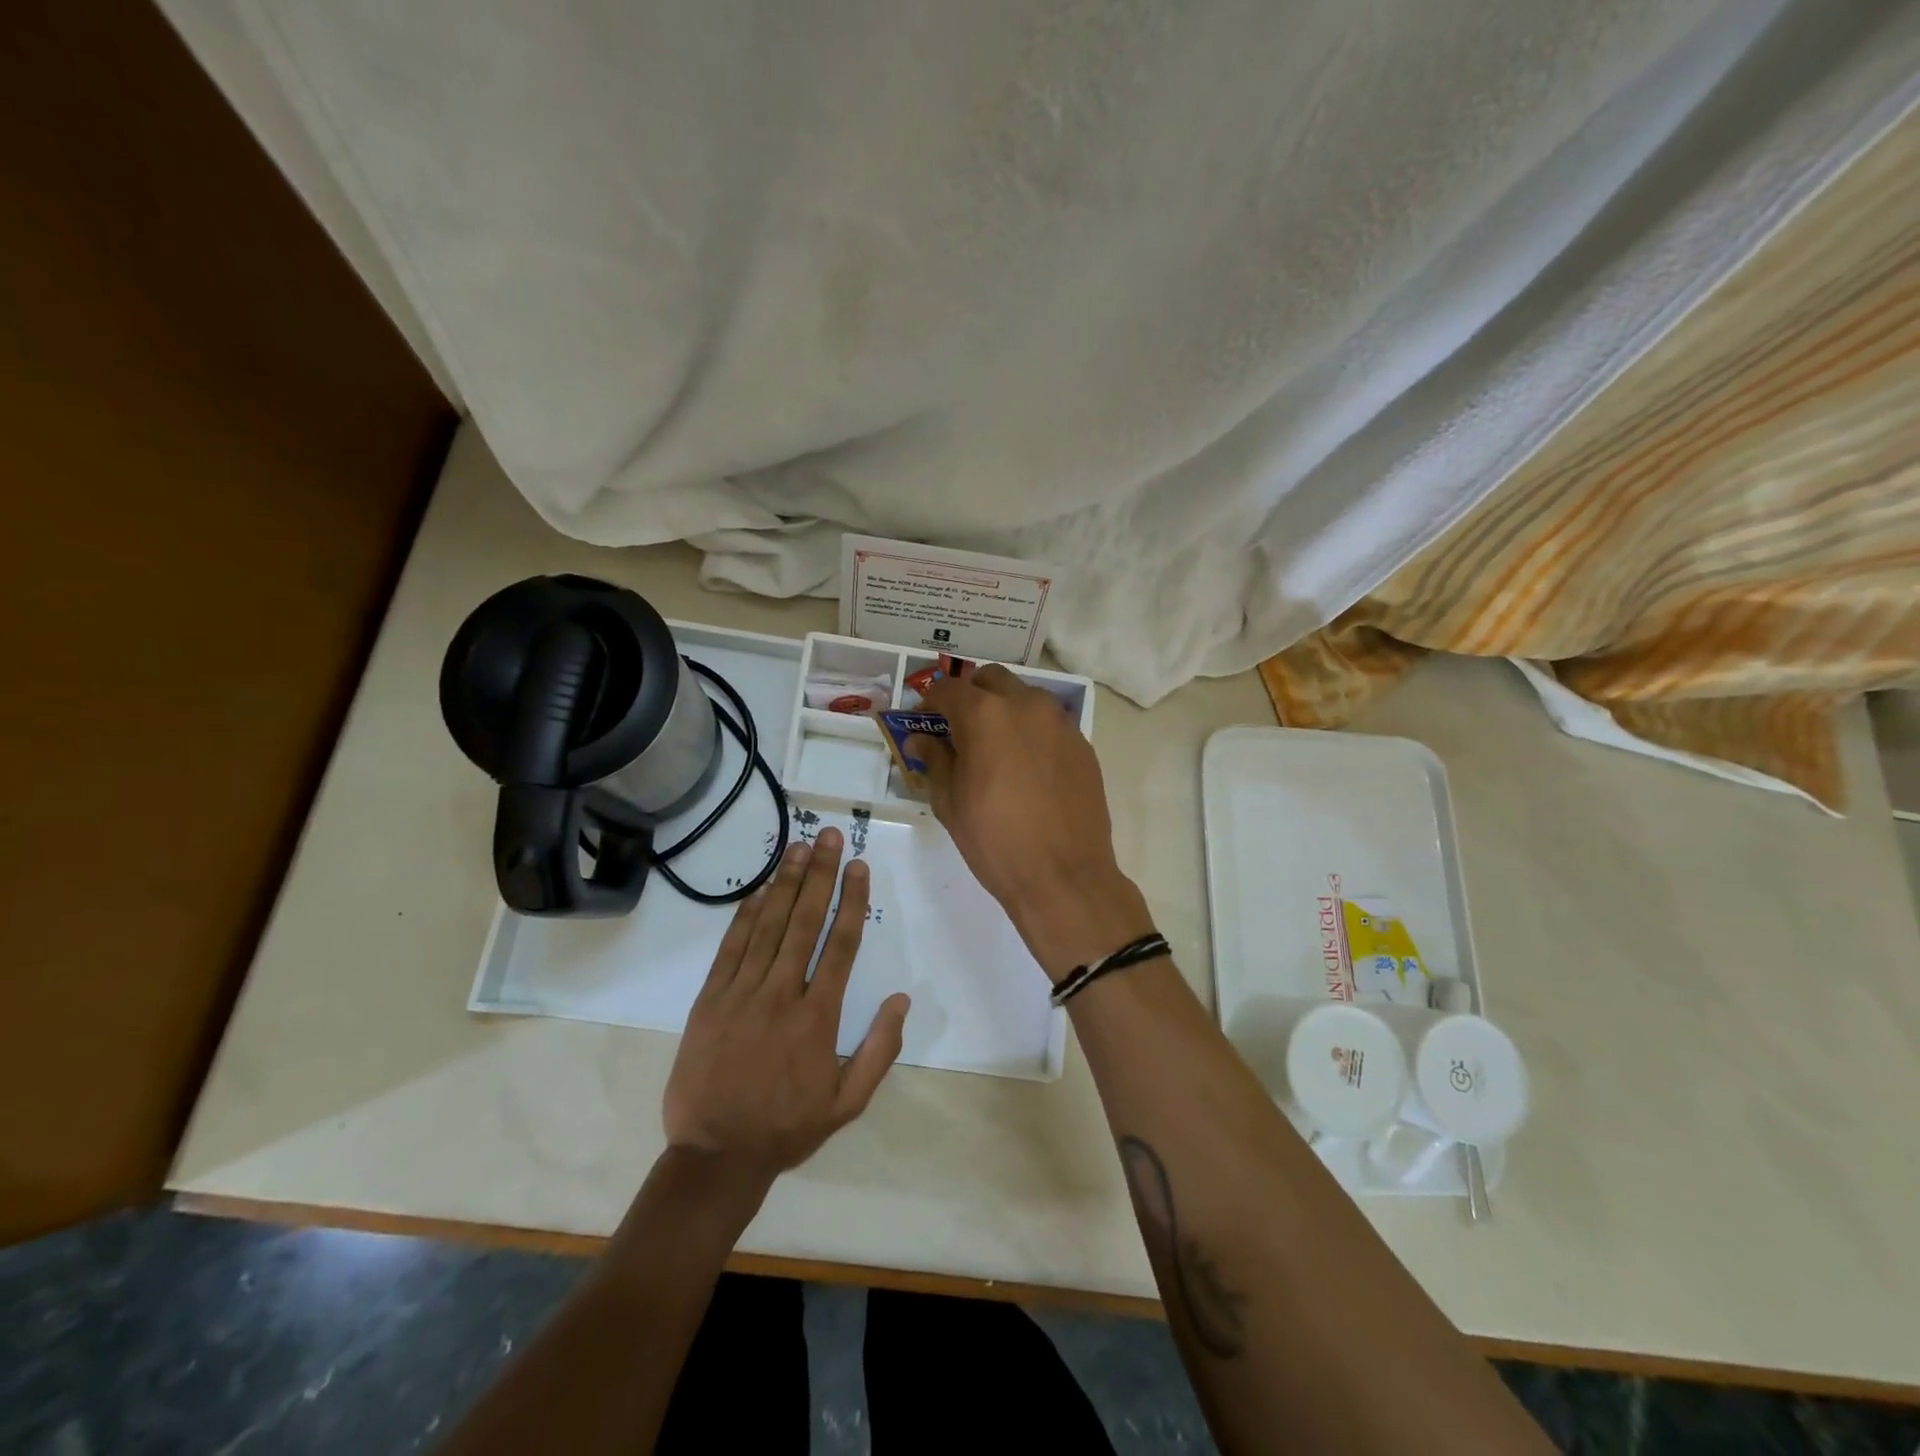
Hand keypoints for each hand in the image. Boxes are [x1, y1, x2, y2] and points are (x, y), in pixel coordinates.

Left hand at [662, 828, 909, 1185]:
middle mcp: (781, 995)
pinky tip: (761, 890)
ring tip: (800, 849)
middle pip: (805, 923)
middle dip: (821, 876)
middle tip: (830, 836)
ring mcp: (742, 994)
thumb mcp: (847, 1102)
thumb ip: (879, 1050)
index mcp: (818, 1018)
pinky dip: (746, 916)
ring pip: (768, 927)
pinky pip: (731, 948)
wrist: (715, 1156)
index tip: (859, 867)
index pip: (840, 945)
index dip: (852, 901)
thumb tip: (902, 999)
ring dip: (786, 884)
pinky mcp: (710, 1000)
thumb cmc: (787, 1127)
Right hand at [910, 666, 1154, 981]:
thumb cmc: (995, 841)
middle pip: (991, 680)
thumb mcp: (950, 802)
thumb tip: (921, 740)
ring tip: (994, 747)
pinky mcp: (1082, 744)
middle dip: (970, 696)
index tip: (924, 721)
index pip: (949, 689)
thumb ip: (935, 760)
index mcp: (985, 715)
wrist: (1064, 876)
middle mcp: (1026, 705)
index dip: (931, 702)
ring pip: (1025, 697)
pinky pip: (1049, 724)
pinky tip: (1025, 767)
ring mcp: (1060, 723)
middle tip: (958, 728)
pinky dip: (1031, 731)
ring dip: (1004, 709)